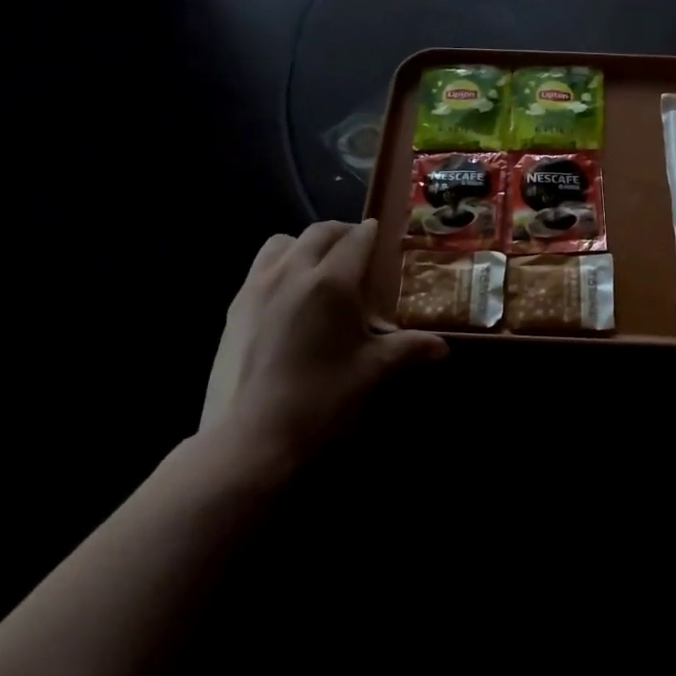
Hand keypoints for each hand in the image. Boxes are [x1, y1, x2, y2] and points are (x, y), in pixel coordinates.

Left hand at [197, 220, 446, 474]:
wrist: (250, 442)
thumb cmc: (321, 401)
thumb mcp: (373, 373)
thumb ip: (409, 350)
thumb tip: (442, 346)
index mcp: (331, 282)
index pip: (357, 239)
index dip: (373, 233)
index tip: (383, 235)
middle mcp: (292, 272)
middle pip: (319, 233)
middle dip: (342, 233)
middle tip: (359, 248)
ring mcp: (256, 288)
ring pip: (282, 243)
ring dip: (305, 244)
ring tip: (319, 266)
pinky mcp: (234, 309)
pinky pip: (259, 268)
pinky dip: (279, 265)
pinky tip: (288, 297)